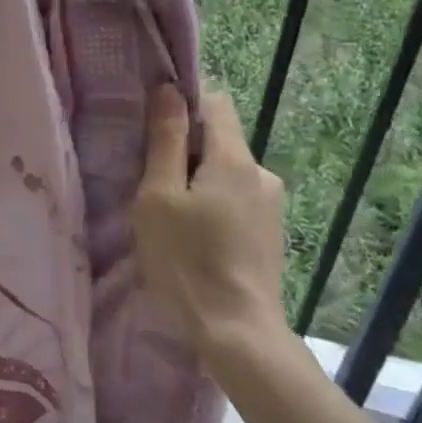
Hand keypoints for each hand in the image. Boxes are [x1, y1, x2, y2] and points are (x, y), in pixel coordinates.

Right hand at [135, 84, 287, 366]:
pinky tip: (194, 237)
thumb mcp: (159, 196)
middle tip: (151, 182)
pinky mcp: (269, 233)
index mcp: (234, 159)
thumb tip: (170, 90)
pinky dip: (212, 205)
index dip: (183, 105)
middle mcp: (261, 174)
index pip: (215, 102)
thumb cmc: (186, 260)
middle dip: (185, 150)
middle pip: (219, 140)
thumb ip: (166, 141)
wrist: (237, 332)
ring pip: (225, 173)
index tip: (152, 130)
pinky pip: (235, 200)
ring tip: (169, 215)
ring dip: (197, 181)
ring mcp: (270, 206)